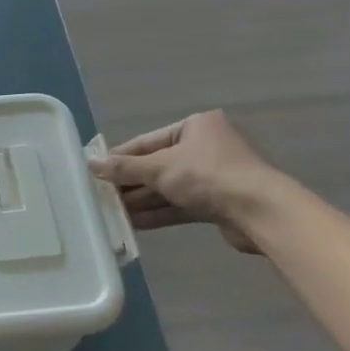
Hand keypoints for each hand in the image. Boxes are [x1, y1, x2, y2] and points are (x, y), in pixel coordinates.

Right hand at [91, 110, 283, 254]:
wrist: (259, 211)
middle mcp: (204, 148)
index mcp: (195, 127)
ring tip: (111, 213)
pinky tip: (133, 223)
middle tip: (100, 196)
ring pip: (167, 188)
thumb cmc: (208, 176)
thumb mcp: (160, 168)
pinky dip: (158, 212)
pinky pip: (179, 205)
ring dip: (141, 201)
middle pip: (157, 166)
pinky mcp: (216, 203)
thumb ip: (124, 168)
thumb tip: (90, 163)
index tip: (95, 171)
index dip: (120, 157)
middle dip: (130, 183)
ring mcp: (212, 176)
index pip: (147, 142)